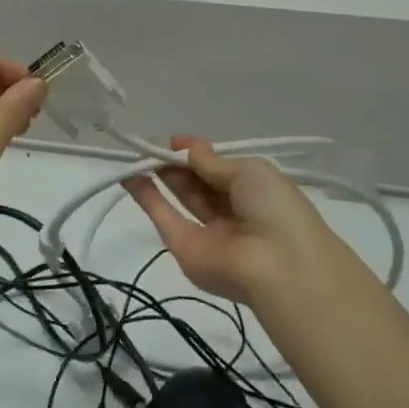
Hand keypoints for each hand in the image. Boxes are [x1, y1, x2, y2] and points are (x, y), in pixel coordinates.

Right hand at [122, 138, 342, 306]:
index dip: (197, 153)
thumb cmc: (274, 207)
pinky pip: (164, 218)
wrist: (279, 266)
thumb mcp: (249, 171)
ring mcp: (207, 232)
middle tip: (152, 146)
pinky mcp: (186, 248)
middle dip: (176, 162)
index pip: (219, 168)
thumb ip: (212, 161)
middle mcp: (231, 210)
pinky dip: (146, 197)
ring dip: (159, 176)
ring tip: (136, 155)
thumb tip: (186, 148)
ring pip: (181, 198)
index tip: (174, 141)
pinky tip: (129, 176)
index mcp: (254, 191)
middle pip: (198, 181)